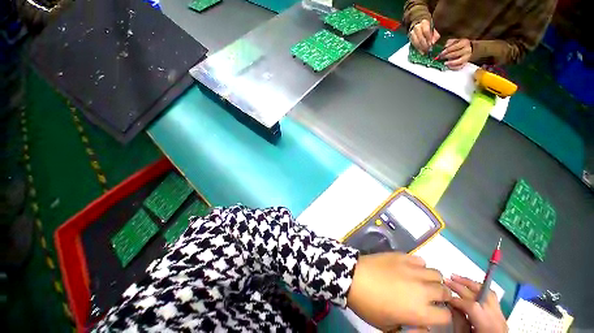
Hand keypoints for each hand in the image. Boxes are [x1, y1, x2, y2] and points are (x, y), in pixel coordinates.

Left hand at [347, 253, 451, 330]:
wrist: (353, 278)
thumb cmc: (368, 305)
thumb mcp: (388, 327)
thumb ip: (410, 329)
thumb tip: (423, 324)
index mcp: (420, 312)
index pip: (446, 315)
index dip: (441, 316)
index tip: (432, 314)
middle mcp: (422, 290)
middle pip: (445, 292)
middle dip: (441, 296)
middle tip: (429, 297)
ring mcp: (412, 270)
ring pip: (436, 273)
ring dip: (432, 280)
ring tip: (421, 281)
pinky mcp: (401, 256)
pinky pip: (419, 259)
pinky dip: (419, 265)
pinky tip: (409, 269)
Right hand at [409, 19, 439, 53]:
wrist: (419, 27)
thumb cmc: (428, 28)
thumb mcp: (433, 29)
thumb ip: (435, 35)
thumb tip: (434, 42)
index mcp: (424, 23)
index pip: (425, 30)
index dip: (428, 37)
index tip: (431, 43)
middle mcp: (417, 28)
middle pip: (420, 37)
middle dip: (424, 44)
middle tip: (428, 49)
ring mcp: (412, 33)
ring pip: (416, 41)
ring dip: (421, 47)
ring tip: (425, 51)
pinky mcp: (410, 39)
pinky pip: (414, 44)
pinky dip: (418, 48)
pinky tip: (421, 51)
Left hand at [438, 39, 472, 69]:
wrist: (468, 48)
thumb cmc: (459, 45)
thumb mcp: (454, 41)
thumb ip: (449, 43)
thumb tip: (443, 48)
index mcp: (464, 43)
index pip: (455, 47)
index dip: (447, 50)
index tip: (441, 53)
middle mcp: (467, 50)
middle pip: (456, 54)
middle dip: (447, 56)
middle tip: (441, 58)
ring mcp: (467, 57)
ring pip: (459, 61)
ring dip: (451, 63)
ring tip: (445, 63)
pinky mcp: (465, 63)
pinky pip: (459, 66)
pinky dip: (454, 67)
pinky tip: (449, 66)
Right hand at [445, 275, 507, 332]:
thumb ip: (459, 322)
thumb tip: (450, 305)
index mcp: (488, 327)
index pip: (473, 307)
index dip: (456, 300)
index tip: (443, 296)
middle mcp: (498, 319)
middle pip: (481, 296)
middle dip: (462, 286)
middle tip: (446, 279)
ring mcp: (502, 316)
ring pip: (488, 293)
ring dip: (471, 284)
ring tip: (456, 277)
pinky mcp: (501, 315)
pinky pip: (491, 298)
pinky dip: (478, 290)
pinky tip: (468, 287)